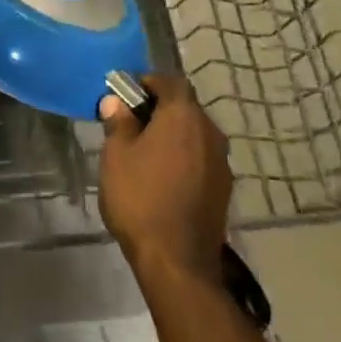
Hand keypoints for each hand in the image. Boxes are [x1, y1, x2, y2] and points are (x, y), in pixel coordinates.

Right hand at [98, 75, 232, 284]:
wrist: (177, 259)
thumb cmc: (140, 197)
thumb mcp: (116, 156)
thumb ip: (119, 123)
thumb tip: (116, 102)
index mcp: (184, 116)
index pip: (171, 81)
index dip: (148, 82)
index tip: (125, 94)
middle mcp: (210, 132)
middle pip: (185, 107)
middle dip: (159, 109)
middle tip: (130, 123)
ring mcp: (222, 162)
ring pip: (194, 134)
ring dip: (173, 135)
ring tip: (144, 152)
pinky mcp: (223, 188)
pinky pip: (201, 158)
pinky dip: (183, 157)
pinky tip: (162, 177)